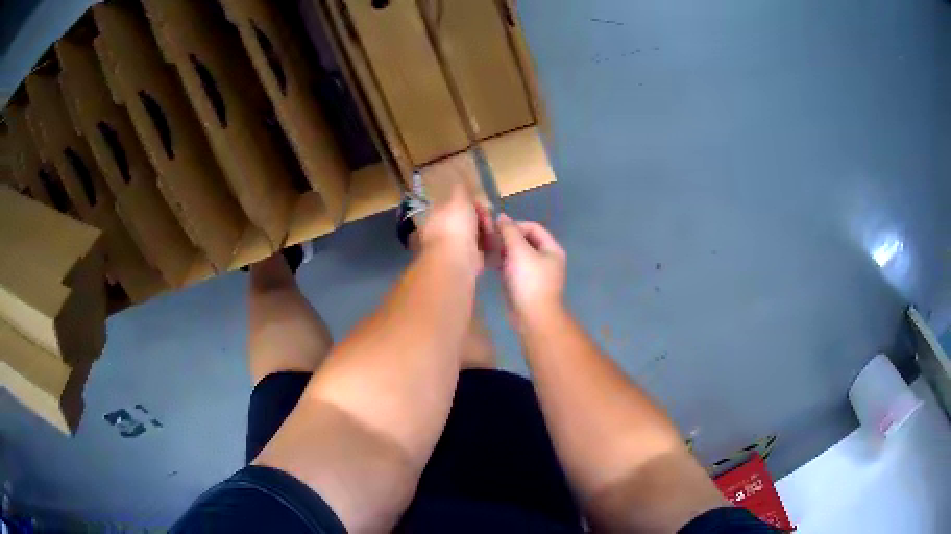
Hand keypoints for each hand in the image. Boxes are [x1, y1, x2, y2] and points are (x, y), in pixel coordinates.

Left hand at [420, 183, 492, 272]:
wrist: (457, 258)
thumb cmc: (455, 225)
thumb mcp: (459, 199)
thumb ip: (460, 189)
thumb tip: (459, 174)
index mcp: (438, 215)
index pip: (456, 205)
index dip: (470, 203)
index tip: (480, 204)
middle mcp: (444, 231)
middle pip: (468, 219)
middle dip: (481, 217)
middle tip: (488, 219)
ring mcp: (455, 247)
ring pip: (476, 234)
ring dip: (487, 231)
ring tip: (493, 231)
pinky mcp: (468, 260)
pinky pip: (482, 249)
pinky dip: (489, 246)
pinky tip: (496, 243)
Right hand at [496, 215, 565, 323]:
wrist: (532, 316)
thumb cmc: (529, 281)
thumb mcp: (519, 251)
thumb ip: (509, 232)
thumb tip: (501, 216)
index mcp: (551, 249)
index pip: (533, 227)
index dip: (515, 225)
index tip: (497, 229)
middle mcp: (545, 259)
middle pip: (525, 240)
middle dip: (507, 238)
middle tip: (489, 239)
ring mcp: (535, 273)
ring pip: (517, 255)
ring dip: (502, 250)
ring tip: (486, 249)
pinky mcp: (524, 285)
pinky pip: (512, 268)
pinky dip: (501, 263)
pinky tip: (488, 263)